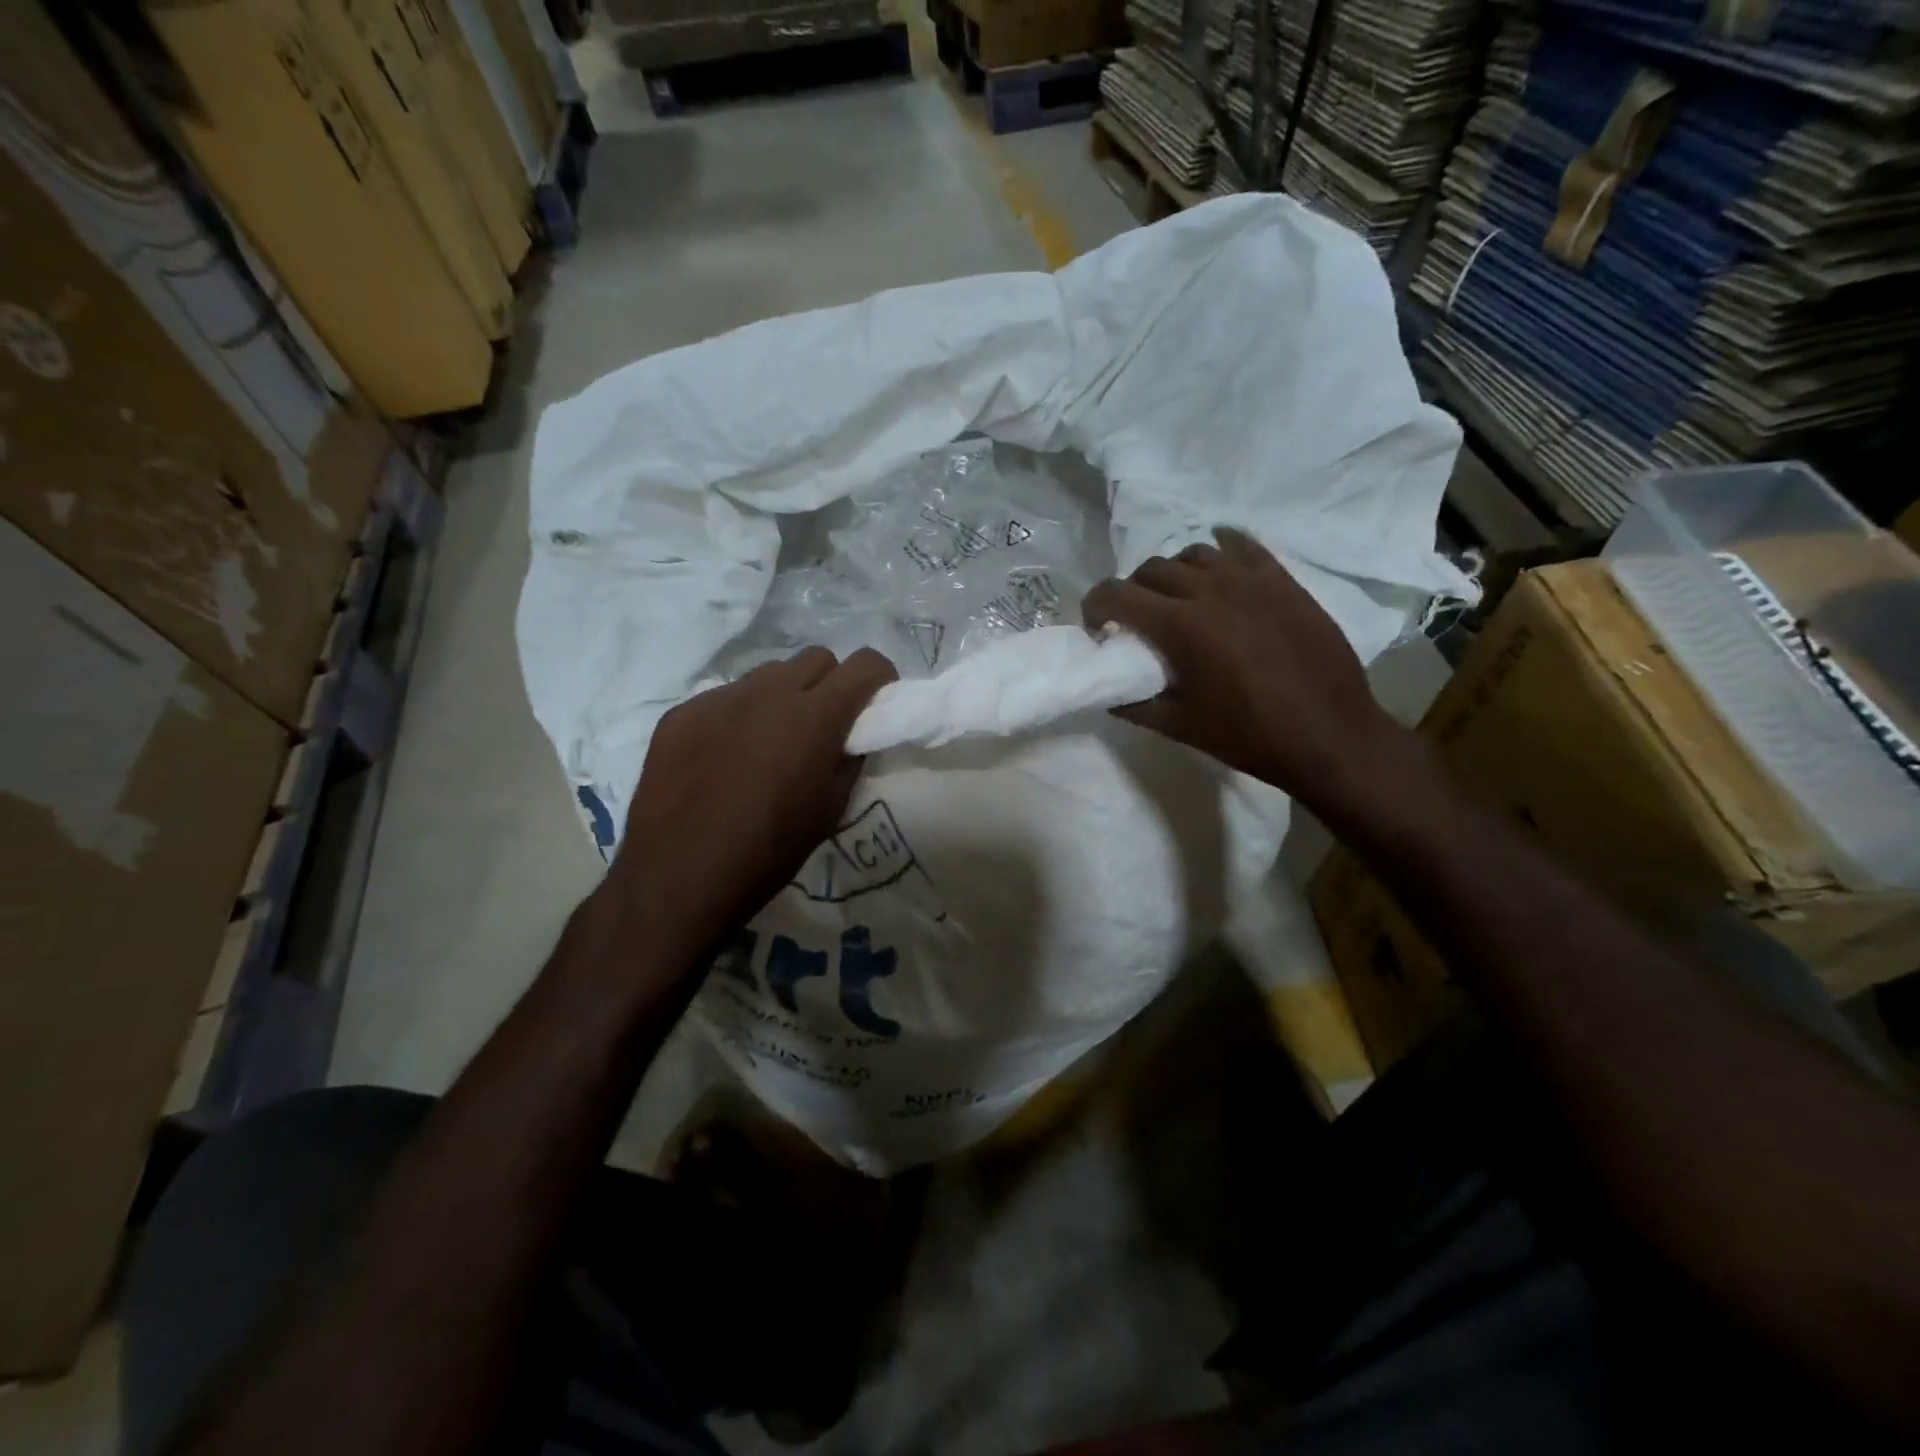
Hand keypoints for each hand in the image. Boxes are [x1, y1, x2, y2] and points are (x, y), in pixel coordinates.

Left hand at [600, 647, 897, 964]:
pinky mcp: (683, 712)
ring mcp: (720, 698)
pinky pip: (725, 697)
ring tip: (769, 740)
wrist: (677, 877)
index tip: (875, 702)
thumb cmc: (768, 851)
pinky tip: (724, 757)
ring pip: (768, 674)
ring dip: (783, 696)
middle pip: (817, 658)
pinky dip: (738, 716)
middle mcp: (769, 692)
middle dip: (831, 683)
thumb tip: (851, 736)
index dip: (879, 678)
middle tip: (823, 724)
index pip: (865, 663)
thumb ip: (849, 760)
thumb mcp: (829, 810)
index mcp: (815, 716)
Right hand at [1082, 527, 1405, 806]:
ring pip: (1194, 553)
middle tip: (1138, 620)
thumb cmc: (1249, 736)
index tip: (1097, 627)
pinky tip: (1220, 566)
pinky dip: (1221, 549)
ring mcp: (1251, 580)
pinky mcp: (1283, 580)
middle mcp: (1210, 591)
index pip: (1116, 594)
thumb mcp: (1179, 727)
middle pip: (1151, 568)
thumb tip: (1107, 692)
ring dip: (1175, 573)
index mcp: (1180, 627)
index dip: (1095, 606)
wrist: (1330, 735)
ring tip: (1181, 598)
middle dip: (1133, 591)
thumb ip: (1133, 705)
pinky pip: (1243, 546)